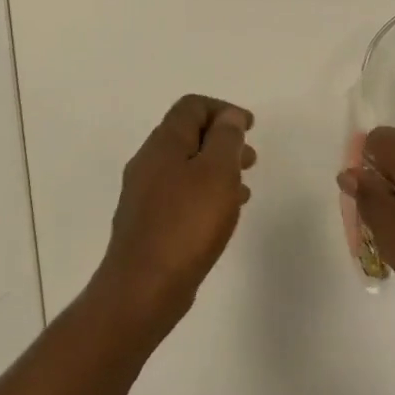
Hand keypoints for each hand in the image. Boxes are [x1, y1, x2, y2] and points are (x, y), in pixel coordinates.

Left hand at [98, 94, 255, 324]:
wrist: (144, 287)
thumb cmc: (186, 224)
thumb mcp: (217, 172)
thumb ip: (226, 139)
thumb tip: (228, 117)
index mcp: (164, 144)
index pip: (191, 106)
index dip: (224, 110)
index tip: (250, 127)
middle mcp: (148, 163)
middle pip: (188, 135)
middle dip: (223, 140)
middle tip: (250, 159)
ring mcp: (145, 194)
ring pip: (186, 167)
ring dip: (216, 169)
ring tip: (243, 188)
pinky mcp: (149, 222)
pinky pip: (181, 194)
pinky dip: (206, 193)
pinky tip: (222, 215)